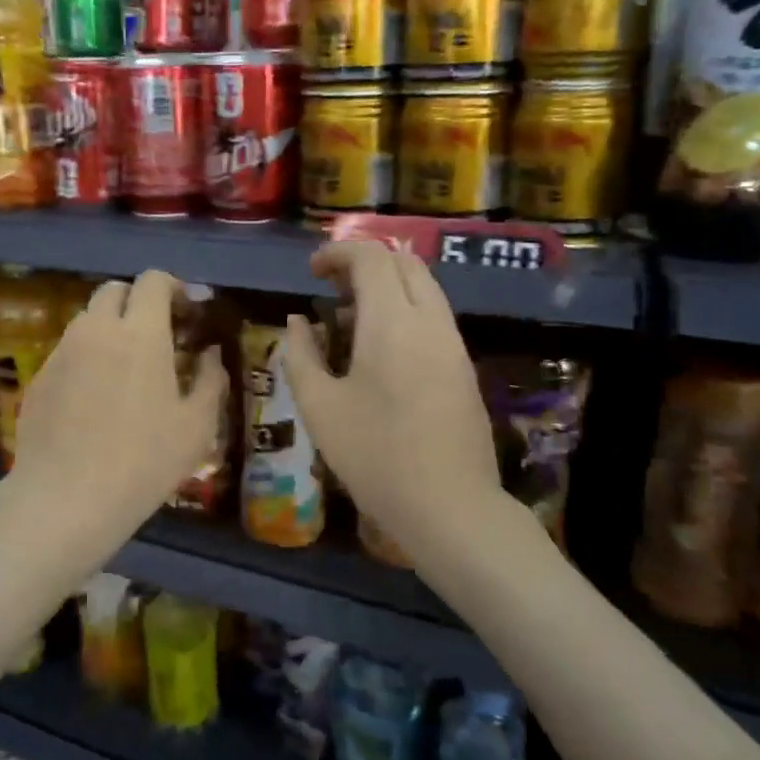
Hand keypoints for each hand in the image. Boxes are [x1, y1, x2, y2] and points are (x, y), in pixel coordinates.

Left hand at [5, 269, 225, 563]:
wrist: (65, 499)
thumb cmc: (143, 462)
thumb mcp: (196, 427)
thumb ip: (209, 380)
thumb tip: (210, 354)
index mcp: (140, 333)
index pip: (152, 281)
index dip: (173, 287)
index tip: (186, 312)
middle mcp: (96, 330)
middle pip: (114, 291)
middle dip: (137, 302)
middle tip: (156, 335)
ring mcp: (62, 352)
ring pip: (87, 320)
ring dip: (110, 328)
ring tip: (125, 368)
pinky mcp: (39, 378)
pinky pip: (67, 352)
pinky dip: (86, 358)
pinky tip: (94, 399)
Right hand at [280, 242, 501, 554]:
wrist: (450, 507)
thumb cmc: (374, 456)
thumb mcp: (319, 406)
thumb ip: (300, 355)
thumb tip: (296, 321)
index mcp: (392, 322)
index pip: (370, 258)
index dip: (337, 253)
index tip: (311, 271)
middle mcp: (430, 321)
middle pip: (403, 263)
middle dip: (364, 263)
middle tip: (330, 288)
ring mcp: (453, 343)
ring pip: (424, 287)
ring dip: (386, 286)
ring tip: (349, 318)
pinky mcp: (463, 367)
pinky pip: (434, 315)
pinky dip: (404, 309)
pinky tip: (379, 348)